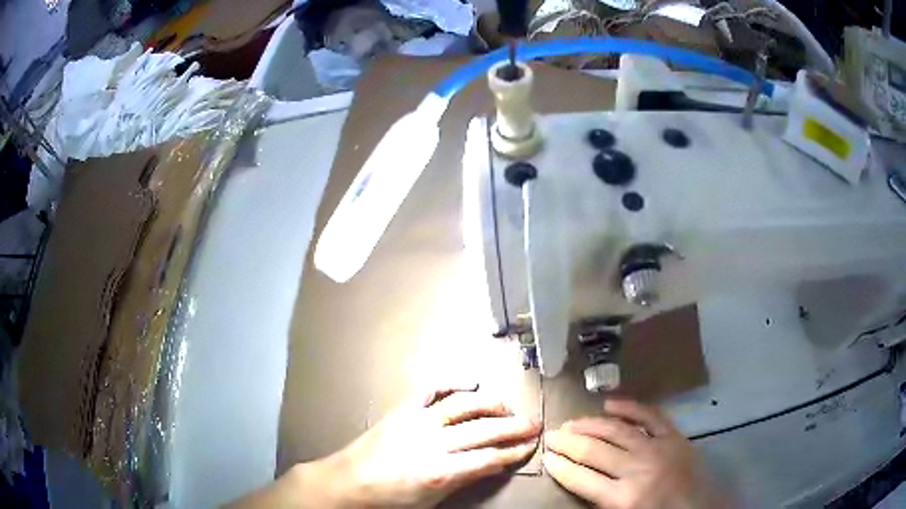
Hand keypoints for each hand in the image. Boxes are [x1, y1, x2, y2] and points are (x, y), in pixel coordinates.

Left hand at [303, 384, 540, 507]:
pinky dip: (452, 383)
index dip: (513, 452)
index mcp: (439, 471)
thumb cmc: (391, 498)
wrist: (349, 482)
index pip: (488, 458)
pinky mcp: (403, 410)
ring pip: (463, 406)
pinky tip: (470, 382)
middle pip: (483, 430)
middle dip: (513, 427)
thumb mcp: (431, 500)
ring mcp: (417, 421)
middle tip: (534, 423)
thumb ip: (463, 479)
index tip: (530, 446)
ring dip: (491, 404)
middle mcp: (432, 442)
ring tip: (509, 407)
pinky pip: (431, 391)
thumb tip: (492, 464)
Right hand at [543, 399, 712, 508]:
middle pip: (594, 451)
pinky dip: (629, 407)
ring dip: (590, 424)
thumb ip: (600, 500)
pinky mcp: (674, 436)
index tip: (547, 457)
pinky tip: (610, 403)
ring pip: (616, 430)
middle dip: (568, 442)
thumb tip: (578, 478)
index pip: (581, 478)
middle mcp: (637, 469)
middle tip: (551, 435)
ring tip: (572, 422)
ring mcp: (658, 448)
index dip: (560, 467)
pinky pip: (649, 415)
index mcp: (623, 498)